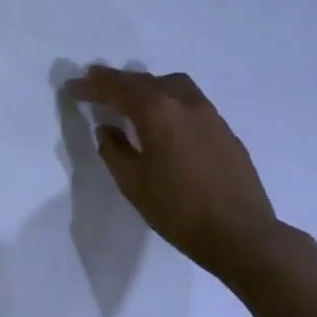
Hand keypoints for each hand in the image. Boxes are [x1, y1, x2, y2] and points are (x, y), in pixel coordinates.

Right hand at [66, 67, 279, 281]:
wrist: (244, 236)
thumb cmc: (180, 211)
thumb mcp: (133, 184)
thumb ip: (114, 151)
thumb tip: (107, 129)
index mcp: (157, 111)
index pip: (116, 88)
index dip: (91, 85)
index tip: (72, 86)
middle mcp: (183, 102)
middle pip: (143, 80)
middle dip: (115, 81)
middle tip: (93, 85)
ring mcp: (208, 113)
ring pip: (169, 84)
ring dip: (145, 86)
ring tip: (129, 99)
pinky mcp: (224, 129)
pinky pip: (187, 100)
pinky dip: (167, 100)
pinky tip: (163, 121)